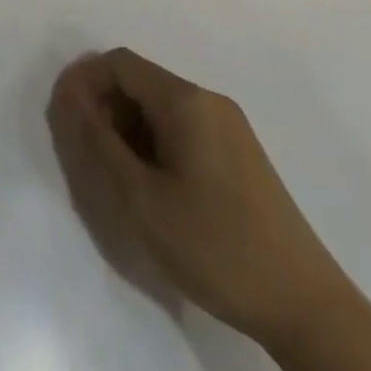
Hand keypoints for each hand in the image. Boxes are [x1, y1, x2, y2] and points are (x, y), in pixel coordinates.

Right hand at [46, 48, 351, 347]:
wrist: (306, 307)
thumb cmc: (216, 246)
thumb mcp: (143, 198)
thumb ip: (100, 141)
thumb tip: (69, 97)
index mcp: (185, 100)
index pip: (119, 63)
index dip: (85, 80)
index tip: (63, 116)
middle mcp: (208, 99)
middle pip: (140, 81)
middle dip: (104, 105)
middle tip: (86, 151)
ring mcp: (229, 125)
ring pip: (160, 106)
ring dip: (128, 126)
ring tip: (116, 173)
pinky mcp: (240, 153)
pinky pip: (182, 126)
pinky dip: (154, 141)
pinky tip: (153, 184)